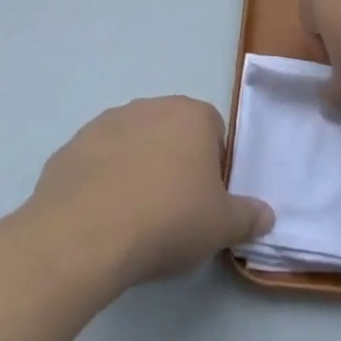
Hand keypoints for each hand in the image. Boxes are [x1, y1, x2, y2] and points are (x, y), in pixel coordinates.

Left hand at [32, 97, 273, 286]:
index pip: (214, 134)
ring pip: (133, 146)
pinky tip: (98, 219)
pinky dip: (100, 184)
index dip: (211, 170)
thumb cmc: (167, 219)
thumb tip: (267, 215)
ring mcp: (107, 122)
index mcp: (193, 115)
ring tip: (131, 219)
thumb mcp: (221, 226)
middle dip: (173, 166)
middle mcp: (152, 106)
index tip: (203, 204)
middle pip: (172, 135)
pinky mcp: (72, 146)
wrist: (85, 233)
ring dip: (135, 171)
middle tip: (170, 214)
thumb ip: (249, 217)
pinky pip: (96, 163)